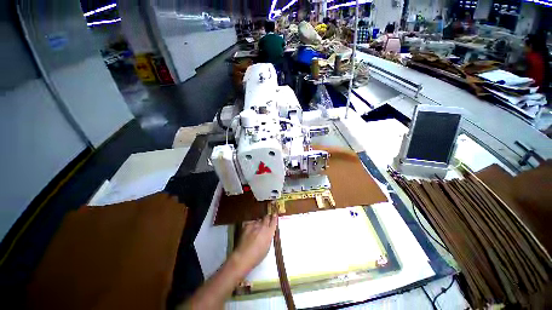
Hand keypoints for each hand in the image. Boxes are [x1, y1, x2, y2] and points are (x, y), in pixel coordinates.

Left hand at [232, 214, 277, 272]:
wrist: (243, 256)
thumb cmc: (257, 256)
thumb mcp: (267, 247)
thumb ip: (269, 237)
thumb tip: (269, 233)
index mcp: (269, 232)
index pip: (274, 221)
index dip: (274, 218)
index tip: (274, 215)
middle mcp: (263, 226)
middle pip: (266, 217)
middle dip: (267, 218)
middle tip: (267, 219)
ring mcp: (254, 225)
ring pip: (258, 220)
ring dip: (259, 222)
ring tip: (257, 227)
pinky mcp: (247, 226)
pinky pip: (251, 222)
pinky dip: (251, 225)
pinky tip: (250, 229)